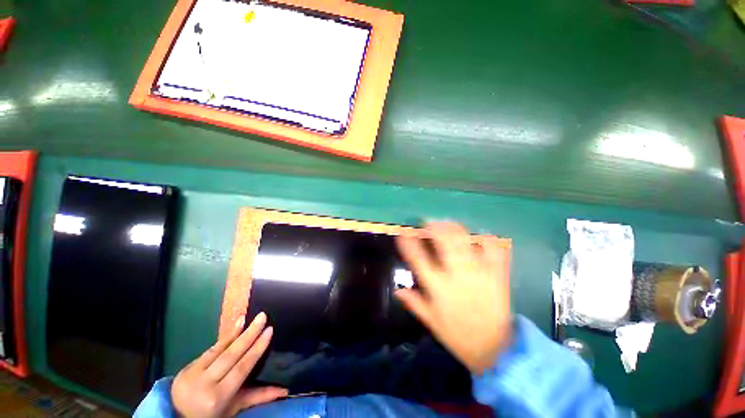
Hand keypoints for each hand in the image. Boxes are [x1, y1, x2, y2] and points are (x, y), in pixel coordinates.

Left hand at [171, 312, 286, 416]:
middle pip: (231, 355)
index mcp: (218, 396)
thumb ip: (258, 396)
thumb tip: (285, 390)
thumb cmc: (213, 414)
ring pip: (219, 349)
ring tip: (247, 317)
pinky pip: (210, 350)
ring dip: (235, 332)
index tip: (269, 330)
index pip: (242, 367)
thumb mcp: (235, 407)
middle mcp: (205, 383)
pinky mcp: (187, 367)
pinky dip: (224, 338)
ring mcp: (193, 374)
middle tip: (262, 317)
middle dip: (249, 334)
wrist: (179, 416)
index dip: (257, 348)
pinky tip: (235, 326)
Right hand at [396, 222, 511, 373]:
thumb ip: (414, 303)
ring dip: (455, 229)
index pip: (418, 259)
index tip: (403, 232)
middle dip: (434, 228)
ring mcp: (480, 273)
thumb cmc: (458, 335)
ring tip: (447, 223)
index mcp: (439, 288)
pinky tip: (480, 234)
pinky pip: (495, 251)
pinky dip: (488, 240)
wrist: (496, 350)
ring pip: (466, 242)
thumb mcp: (432, 322)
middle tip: (428, 221)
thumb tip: (397, 290)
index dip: (408, 243)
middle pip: (444, 243)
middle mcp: (457, 276)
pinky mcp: (498, 275)